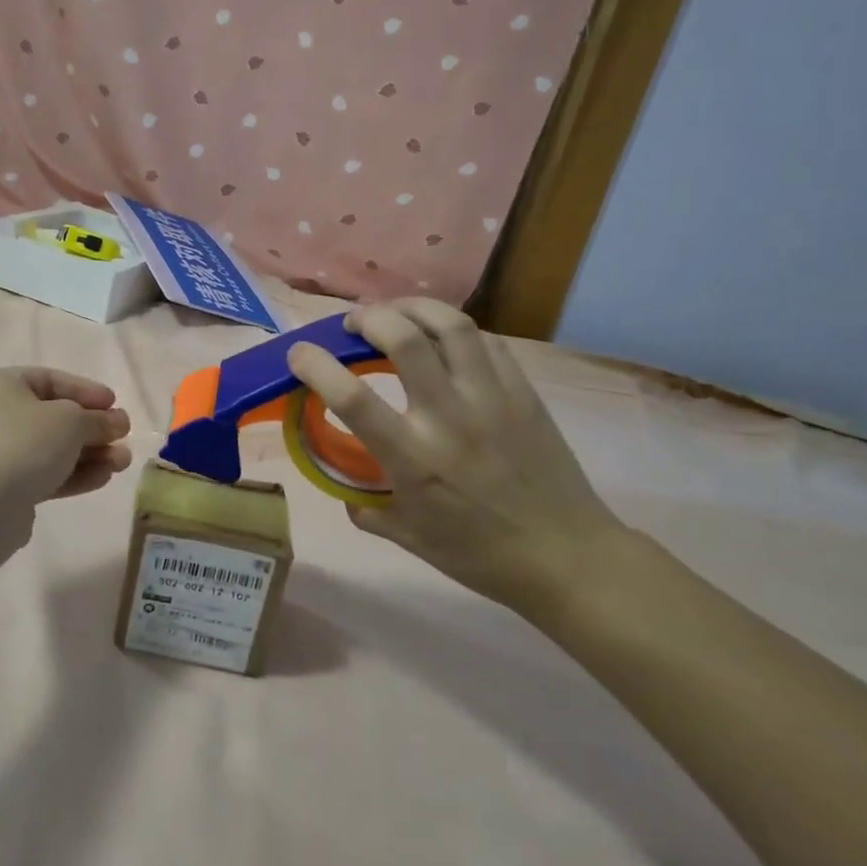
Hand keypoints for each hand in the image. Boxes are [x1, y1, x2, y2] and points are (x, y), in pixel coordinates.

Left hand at [0, 367, 132, 508]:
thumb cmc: (25, 444)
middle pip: (54, 417)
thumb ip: (98, 419)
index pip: (51, 380)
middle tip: (123, 436)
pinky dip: (73, 473)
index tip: (115, 404)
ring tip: (123, 462)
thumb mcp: (71, 421)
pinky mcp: (3, 486)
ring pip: (52, 448)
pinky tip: (103, 478)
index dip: (86, 391)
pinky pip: (43, 472)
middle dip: (93, 428)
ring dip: (90, 454)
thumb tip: (118, 422)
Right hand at [286, 299, 626, 618]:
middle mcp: (448, 418)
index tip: (299, 354)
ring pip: (450, 325)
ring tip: (396, 313)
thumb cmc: (481, 555)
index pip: (351, 398)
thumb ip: (369, 511)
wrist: (567, 558)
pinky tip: (445, 339)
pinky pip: (486, 341)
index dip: (315, 365)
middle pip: (404, 338)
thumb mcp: (411, 540)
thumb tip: (347, 494)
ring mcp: (491, 398)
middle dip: (368, 317)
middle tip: (353, 325)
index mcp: (412, 459)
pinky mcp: (523, 392)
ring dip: (413, 307)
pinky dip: (455, 330)